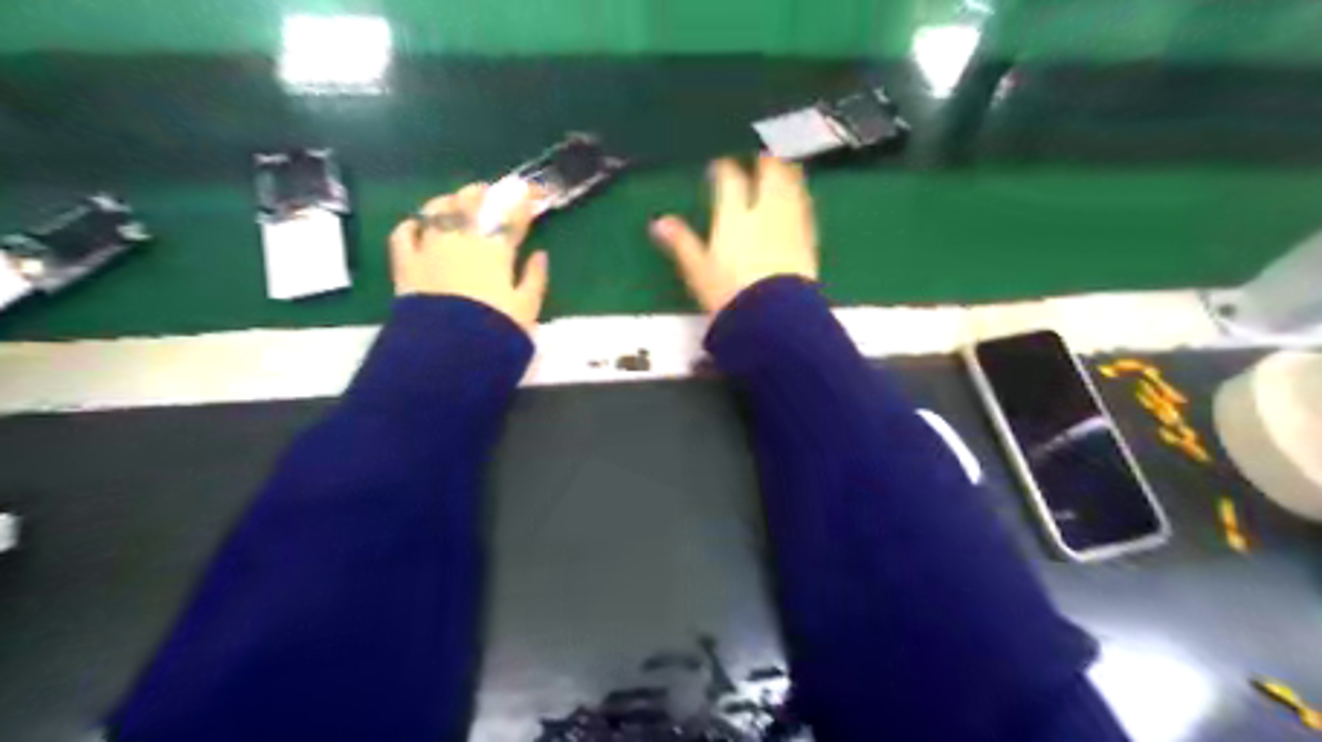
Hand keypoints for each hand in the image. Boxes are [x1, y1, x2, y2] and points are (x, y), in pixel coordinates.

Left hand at [395, 181, 553, 333]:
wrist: (449, 353)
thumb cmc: (496, 331)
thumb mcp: (527, 308)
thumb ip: (535, 278)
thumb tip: (540, 255)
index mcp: (496, 248)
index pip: (512, 214)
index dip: (523, 199)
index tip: (533, 193)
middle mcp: (461, 239)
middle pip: (471, 201)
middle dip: (484, 193)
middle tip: (491, 193)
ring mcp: (430, 248)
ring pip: (437, 209)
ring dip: (449, 200)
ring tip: (455, 202)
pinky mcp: (405, 264)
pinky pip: (403, 234)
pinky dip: (412, 225)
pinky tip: (417, 225)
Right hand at [649, 156, 816, 313]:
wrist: (774, 316)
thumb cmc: (729, 295)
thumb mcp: (698, 272)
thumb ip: (681, 243)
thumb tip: (658, 223)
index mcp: (734, 216)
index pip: (729, 180)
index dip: (723, 169)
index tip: (719, 166)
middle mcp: (764, 212)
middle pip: (769, 174)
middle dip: (764, 162)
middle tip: (760, 158)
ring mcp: (790, 224)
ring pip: (792, 186)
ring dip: (787, 173)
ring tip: (784, 168)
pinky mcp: (808, 240)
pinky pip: (805, 209)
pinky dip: (800, 198)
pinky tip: (800, 200)